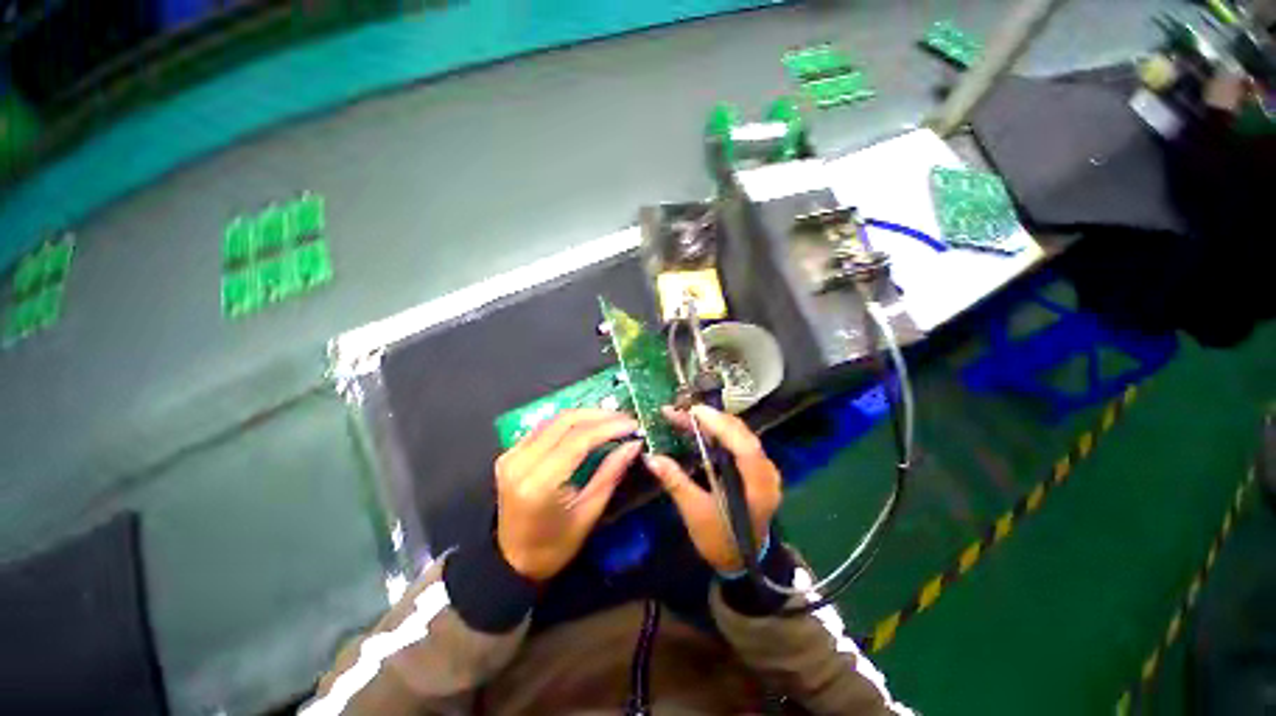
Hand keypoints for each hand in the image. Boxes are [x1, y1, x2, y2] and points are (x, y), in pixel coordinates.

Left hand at [494, 409, 641, 582]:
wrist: (510, 560)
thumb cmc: (554, 546)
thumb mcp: (589, 513)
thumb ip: (611, 473)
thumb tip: (633, 444)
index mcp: (539, 484)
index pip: (578, 440)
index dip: (608, 427)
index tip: (633, 425)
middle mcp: (520, 462)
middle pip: (565, 421)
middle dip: (599, 415)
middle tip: (625, 418)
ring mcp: (511, 454)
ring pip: (555, 419)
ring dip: (586, 415)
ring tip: (612, 418)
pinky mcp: (510, 452)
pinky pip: (545, 427)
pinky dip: (570, 422)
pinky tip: (588, 424)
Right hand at [644, 405, 781, 572]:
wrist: (742, 560)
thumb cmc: (721, 540)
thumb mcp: (696, 514)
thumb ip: (676, 482)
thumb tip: (651, 457)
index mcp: (758, 485)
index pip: (744, 446)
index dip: (720, 425)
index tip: (694, 412)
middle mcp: (766, 470)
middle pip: (740, 433)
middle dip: (710, 418)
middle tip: (680, 410)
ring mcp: (762, 466)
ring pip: (737, 434)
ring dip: (711, 422)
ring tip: (683, 415)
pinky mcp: (753, 466)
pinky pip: (735, 441)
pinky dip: (716, 431)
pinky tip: (697, 428)